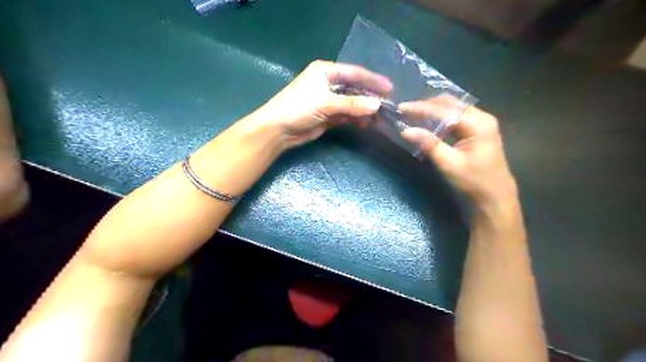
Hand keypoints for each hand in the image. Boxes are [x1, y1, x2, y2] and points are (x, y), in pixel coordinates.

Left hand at [250, 61, 393, 148]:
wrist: (278, 130)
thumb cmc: (298, 108)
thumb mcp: (325, 103)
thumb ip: (352, 104)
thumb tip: (377, 105)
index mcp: (326, 71)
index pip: (354, 73)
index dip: (373, 80)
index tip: (390, 88)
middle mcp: (328, 83)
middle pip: (355, 88)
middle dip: (370, 97)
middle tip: (388, 106)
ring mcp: (328, 101)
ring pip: (352, 103)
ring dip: (365, 110)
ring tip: (380, 118)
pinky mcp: (328, 115)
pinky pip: (347, 115)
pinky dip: (357, 119)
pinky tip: (367, 124)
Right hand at [402, 97, 518, 206]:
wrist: (494, 198)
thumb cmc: (473, 182)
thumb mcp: (449, 164)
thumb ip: (429, 144)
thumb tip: (405, 131)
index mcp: (477, 123)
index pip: (444, 110)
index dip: (421, 108)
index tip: (401, 108)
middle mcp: (481, 117)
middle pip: (450, 103)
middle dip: (427, 105)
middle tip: (406, 110)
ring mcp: (482, 123)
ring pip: (453, 108)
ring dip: (433, 110)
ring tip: (414, 115)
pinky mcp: (478, 130)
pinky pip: (456, 117)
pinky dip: (441, 118)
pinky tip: (429, 124)